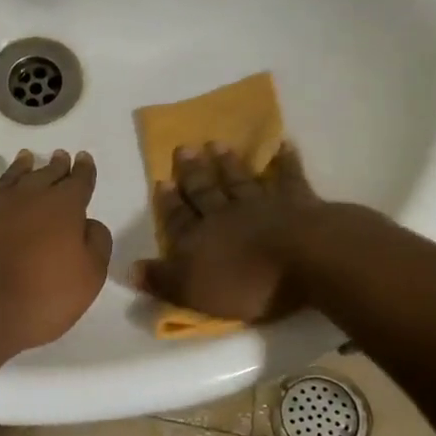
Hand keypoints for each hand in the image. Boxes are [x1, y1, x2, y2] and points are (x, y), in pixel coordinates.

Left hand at [0, 149, 112, 355]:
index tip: (84, 158)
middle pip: (43, 176)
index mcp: (61, 207)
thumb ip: (96, 243)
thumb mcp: (90, 276)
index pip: (77, 182)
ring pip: (6, 181)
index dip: (83, 170)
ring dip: (16, 168)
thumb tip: (88, 223)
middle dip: (54, 166)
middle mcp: (25, 198)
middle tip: (59, 156)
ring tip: (24, 157)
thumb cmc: (44, 296)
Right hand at [136, 143, 326, 322]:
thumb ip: (162, 279)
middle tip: (184, 148)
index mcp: (198, 240)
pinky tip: (284, 144)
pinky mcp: (299, 203)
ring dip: (228, 164)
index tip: (161, 181)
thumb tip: (131, 269)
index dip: (168, 204)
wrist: (304, 259)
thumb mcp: (193, 292)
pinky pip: (290, 178)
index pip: (178, 219)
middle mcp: (225, 216)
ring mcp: (263, 205)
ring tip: (217, 144)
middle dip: (193, 173)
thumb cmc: (246, 283)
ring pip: (240, 180)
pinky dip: (286, 161)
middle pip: (206, 192)